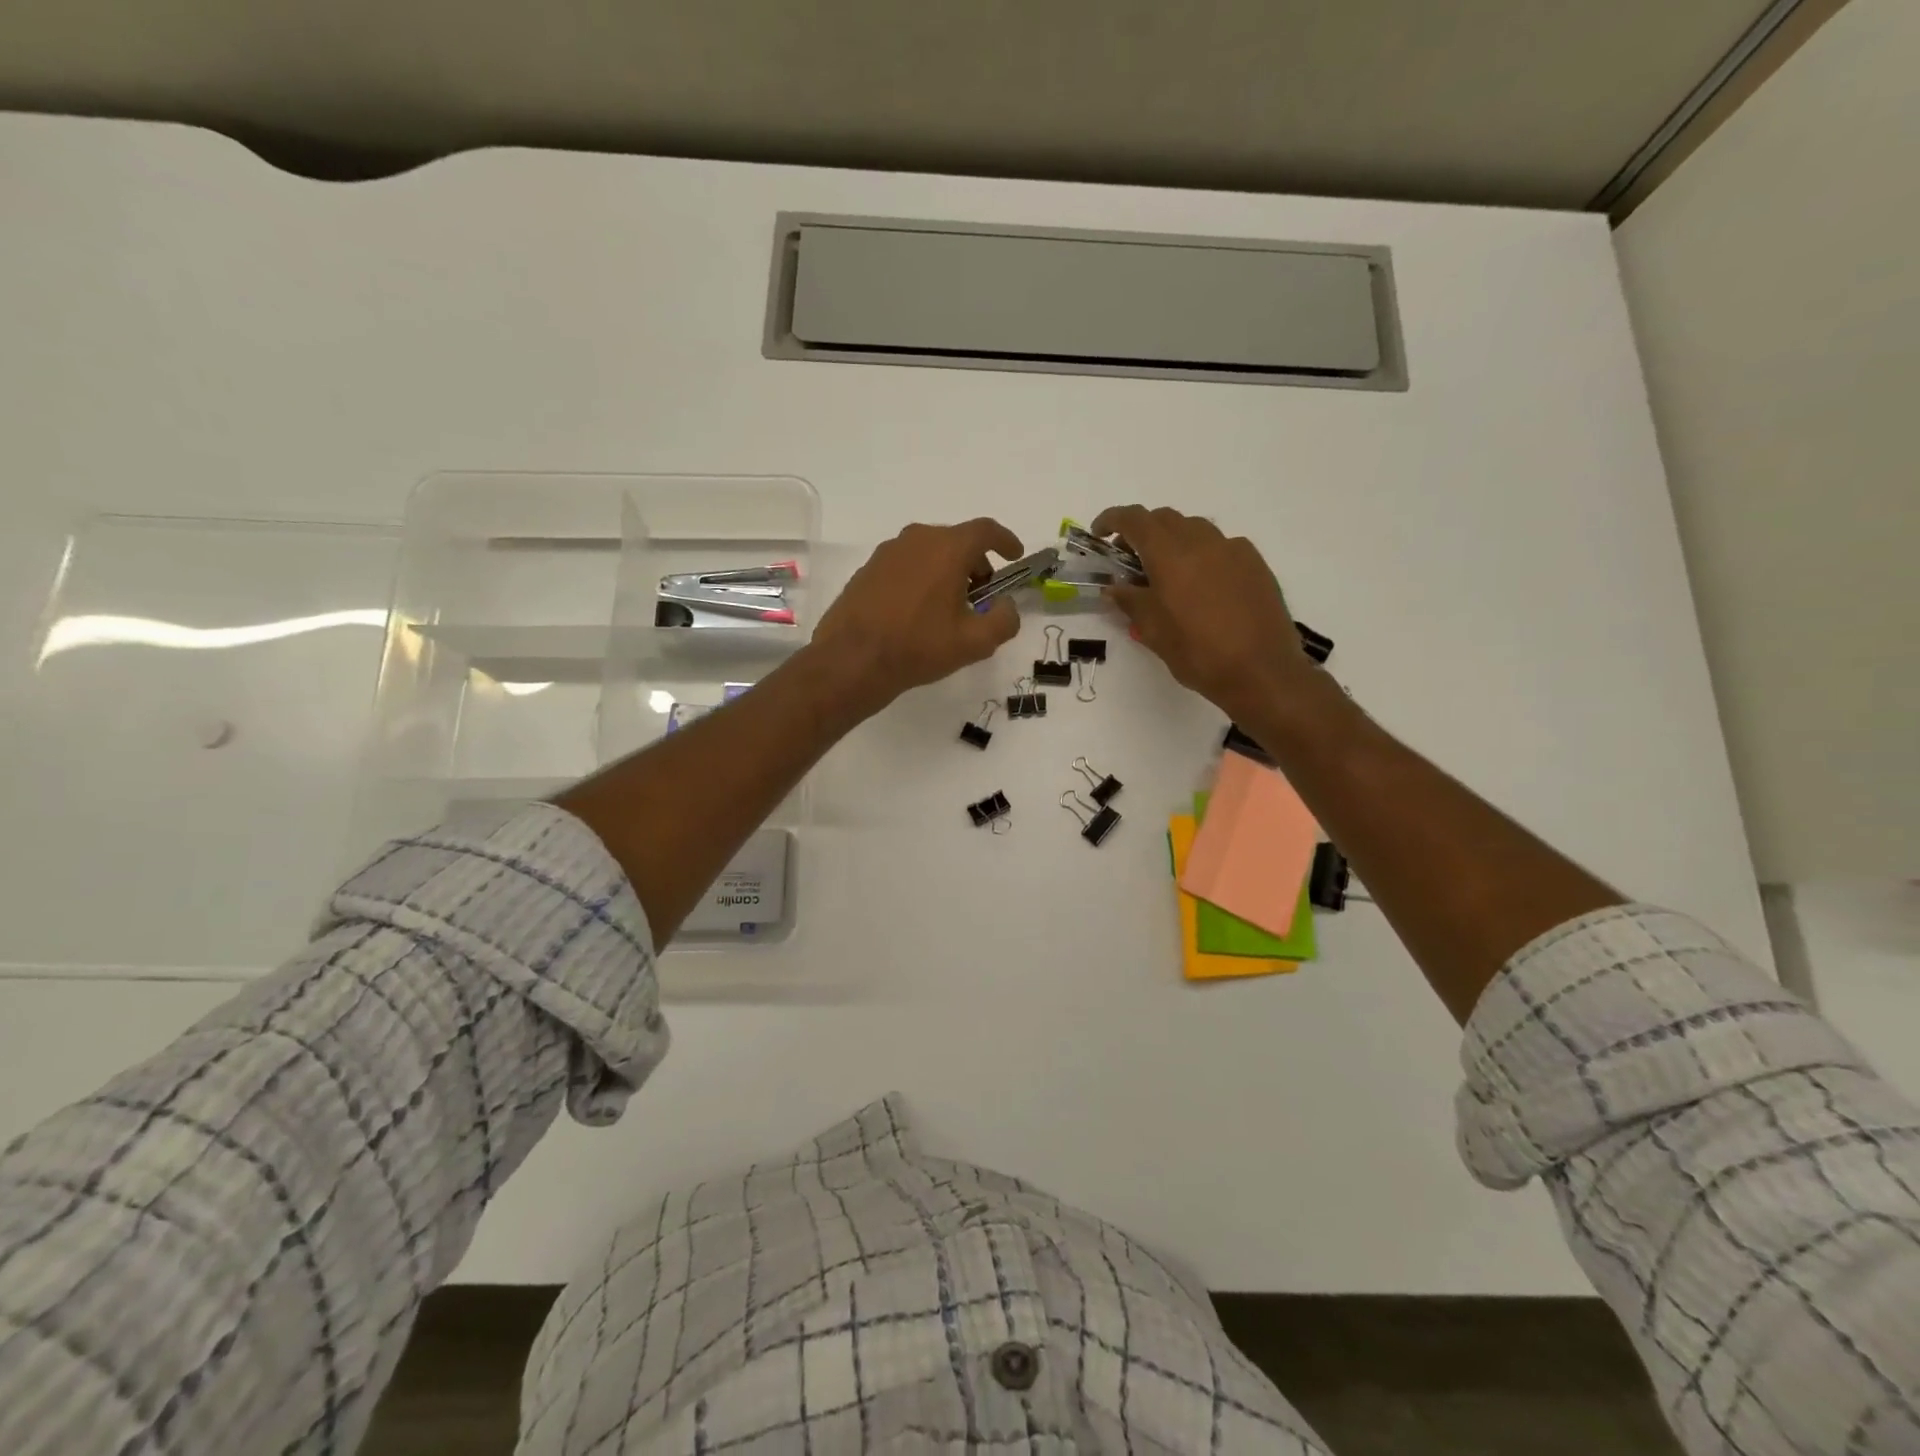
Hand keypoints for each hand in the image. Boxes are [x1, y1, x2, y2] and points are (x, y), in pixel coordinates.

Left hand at [809, 518, 1024, 715]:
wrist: (852, 660)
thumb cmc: (919, 647)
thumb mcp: (975, 643)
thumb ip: (1003, 620)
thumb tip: (1006, 606)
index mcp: (947, 548)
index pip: (985, 531)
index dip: (1005, 541)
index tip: (1014, 556)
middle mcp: (916, 540)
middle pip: (956, 540)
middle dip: (975, 563)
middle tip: (981, 594)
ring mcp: (887, 553)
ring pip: (929, 552)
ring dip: (946, 571)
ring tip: (949, 607)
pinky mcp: (867, 570)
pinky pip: (906, 565)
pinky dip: (921, 579)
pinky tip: (918, 612)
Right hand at [1091, 505, 1317, 721]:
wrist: (1262, 671)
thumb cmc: (1198, 653)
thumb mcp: (1154, 631)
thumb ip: (1130, 602)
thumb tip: (1114, 588)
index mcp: (1170, 554)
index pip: (1135, 519)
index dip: (1112, 519)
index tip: (1099, 533)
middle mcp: (1202, 541)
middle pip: (1165, 519)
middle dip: (1142, 531)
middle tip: (1129, 559)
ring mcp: (1233, 549)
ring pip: (1194, 529)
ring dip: (1173, 541)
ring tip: (1166, 573)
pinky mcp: (1255, 564)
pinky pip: (1221, 546)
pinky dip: (1201, 554)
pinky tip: (1201, 585)